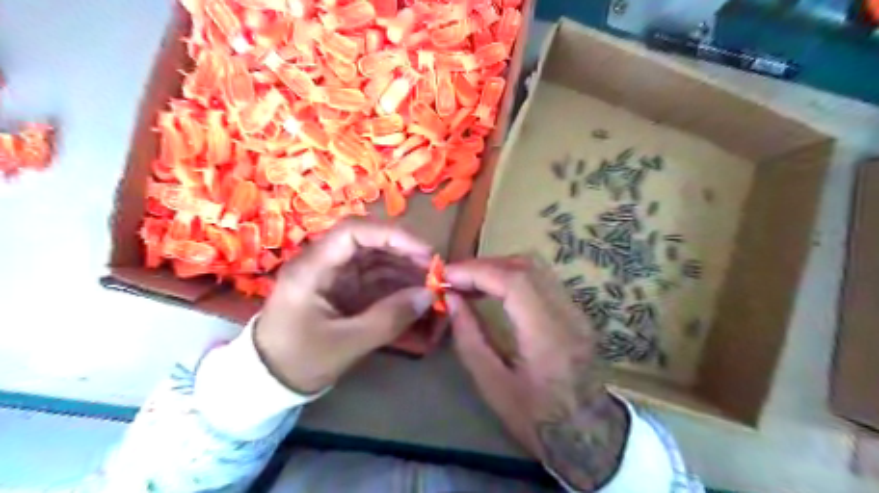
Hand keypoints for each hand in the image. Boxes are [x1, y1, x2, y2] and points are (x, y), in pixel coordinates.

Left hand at [253, 218, 432, 392]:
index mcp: (312, 268)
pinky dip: (396, 284)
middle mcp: (323, 263)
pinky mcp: (342, 289)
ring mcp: (334, 275)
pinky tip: (416, 293)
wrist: (268, 381)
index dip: (392, 235)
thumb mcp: (346, 344)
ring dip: (404, 268)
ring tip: (431, 283)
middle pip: (368, 242)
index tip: (424, 252)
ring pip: (374, 259)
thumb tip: (429, 295)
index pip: (353, 232)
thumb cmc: (299, 361)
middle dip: (404, 252)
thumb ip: (389, 318)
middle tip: (434, 270)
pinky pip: (374, 278)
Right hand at [450, 257, 627, 491]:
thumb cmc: (536, 418)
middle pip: (526, 266)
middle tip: (455, 278)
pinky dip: (512, 276)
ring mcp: (576, 310)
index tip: (446, 276)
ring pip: (535, 268)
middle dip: (485, 266)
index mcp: (547, 336)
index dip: (477, 271)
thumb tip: (451, 300)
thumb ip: (469, 338)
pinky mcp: (575, 311)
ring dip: (498, 268)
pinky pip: (541, 279)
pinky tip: (493, 290)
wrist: (587, 432)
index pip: (514, 281)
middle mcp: (568, 314)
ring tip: (470, 283)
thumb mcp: (492, 385)